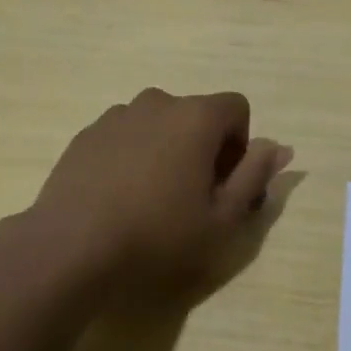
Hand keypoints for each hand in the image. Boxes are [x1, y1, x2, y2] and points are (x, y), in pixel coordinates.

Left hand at [28, 88, 294, 295]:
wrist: (70, 248)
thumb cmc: (157, 235)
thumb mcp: (222, 218)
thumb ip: (255, 176)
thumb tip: (280, 147)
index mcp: (196, 116)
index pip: (237, 108)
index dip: (239, 145)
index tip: (224, 184)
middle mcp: (158, 102)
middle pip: (196, 115)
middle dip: (203, 148)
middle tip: (191, 198)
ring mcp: (118, 115)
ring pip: (159, 125)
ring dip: (166, 150)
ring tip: (151, 200)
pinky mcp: (86, 134)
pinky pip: (125, 136)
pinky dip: (132, 157)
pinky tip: (118, 198)